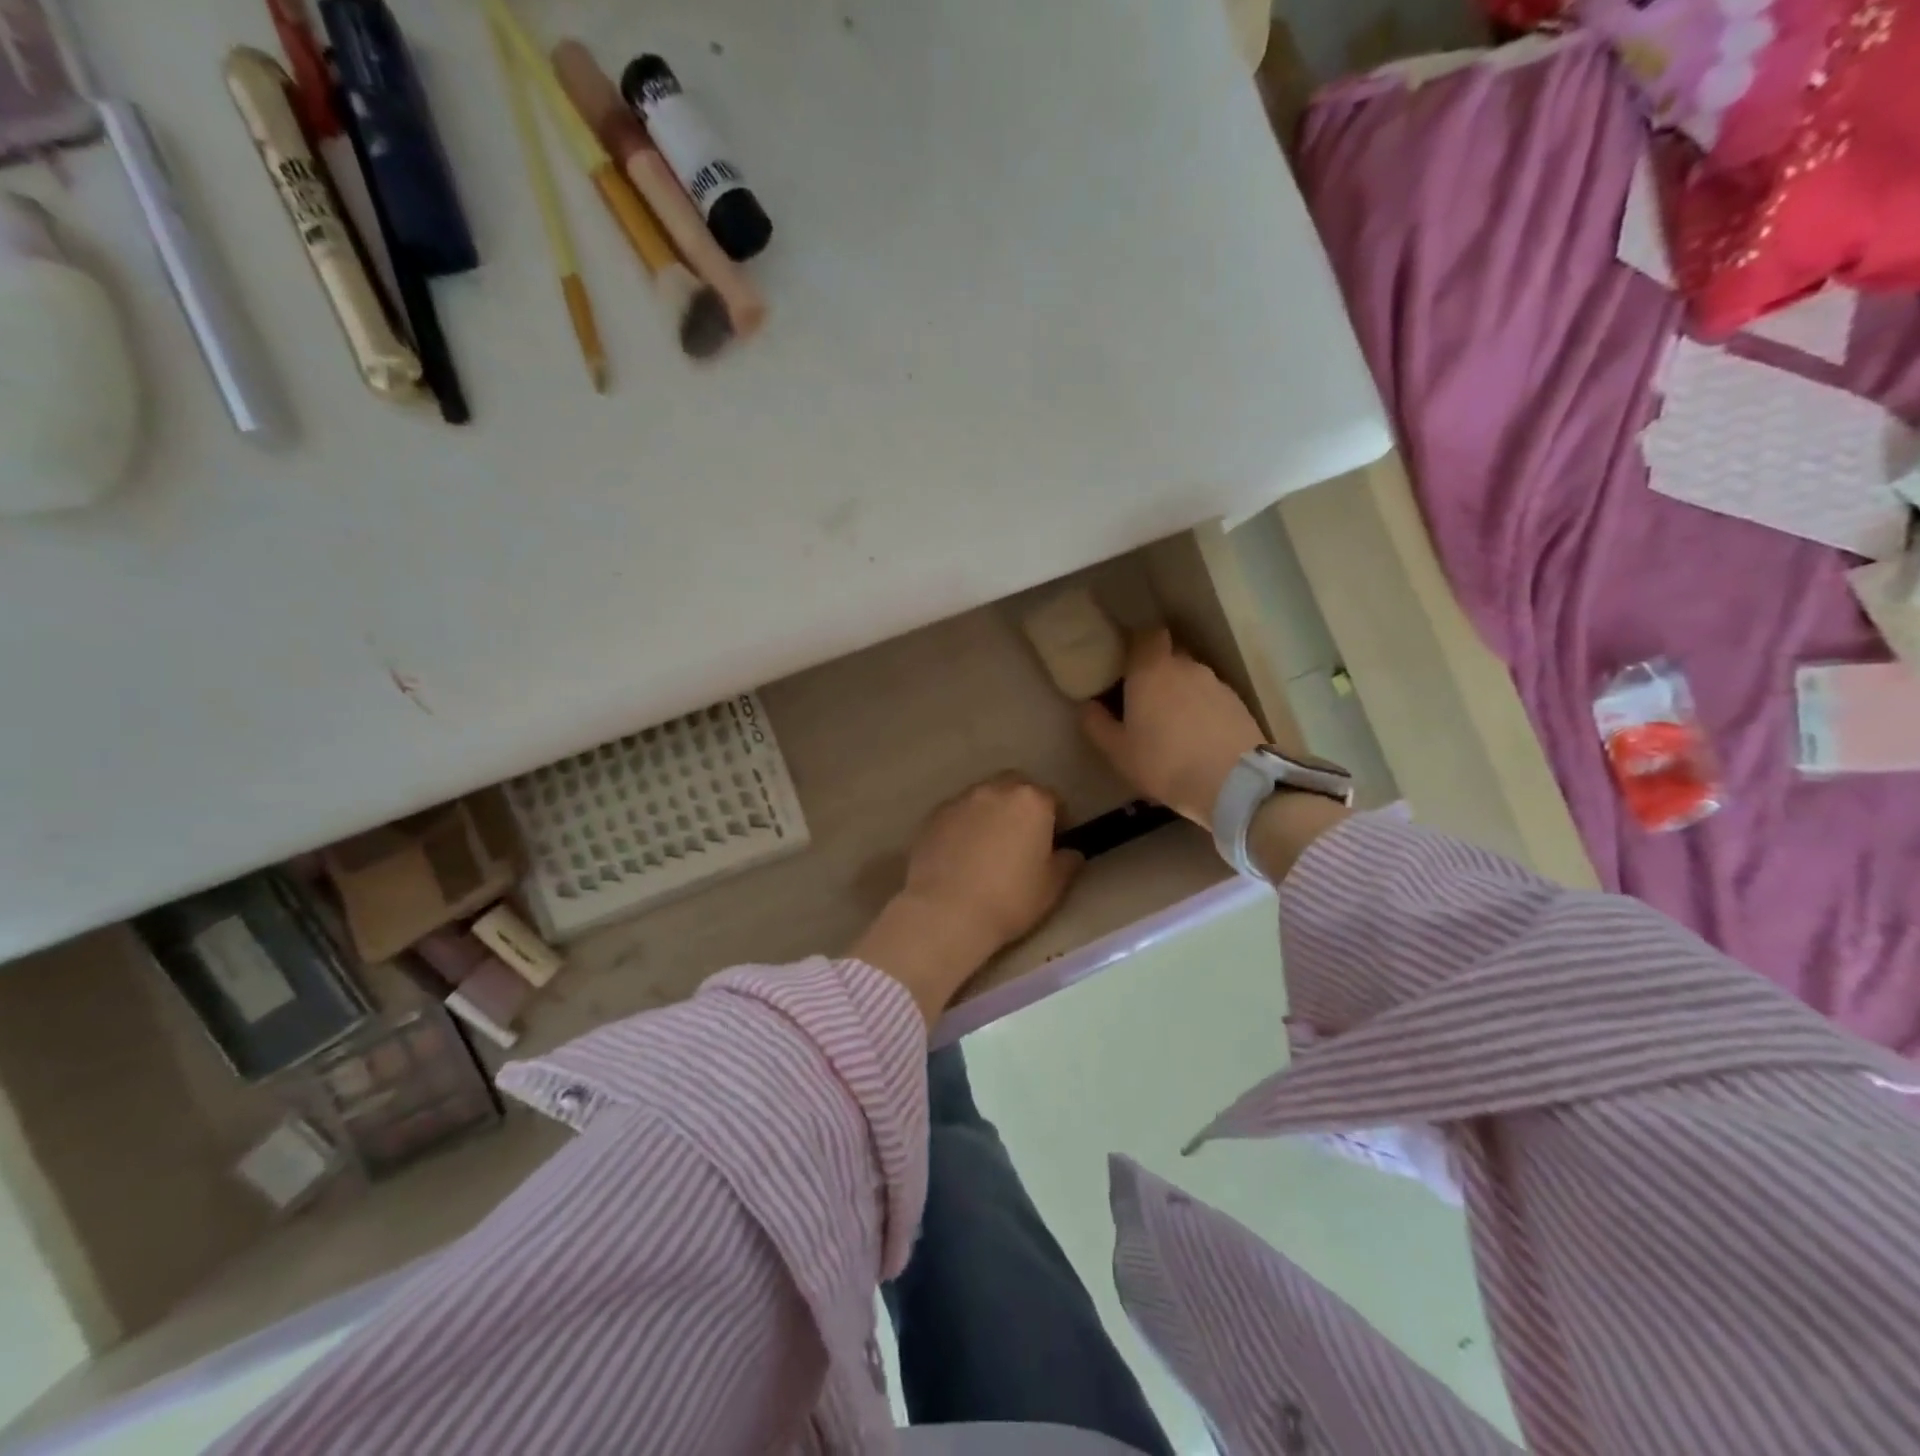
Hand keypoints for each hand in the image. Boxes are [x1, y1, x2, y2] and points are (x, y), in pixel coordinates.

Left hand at [852, 774, 1080, 1024]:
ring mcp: (960, 800)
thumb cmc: (1009, 899)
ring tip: (988, 847)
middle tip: (1022, 838)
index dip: (1058, 820)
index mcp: (1031, 801)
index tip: (1055, 843)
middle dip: (1022, 805)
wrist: (946, 912)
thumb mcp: (1052, 887)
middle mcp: (995, 790)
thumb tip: (1070, 852)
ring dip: (991, 813)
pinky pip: (957, 814)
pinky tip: (961, 854)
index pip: (1053, 799)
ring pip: (984, 797)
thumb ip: (1067, 862)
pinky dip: (964, 825)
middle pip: (1015, 787)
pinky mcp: (933, 816)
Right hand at [1080, 628, 1266, 825]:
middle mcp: (1185, 666)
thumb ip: (1097, 724)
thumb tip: (1087, 705)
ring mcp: (1216, 683)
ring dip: (1180, 692)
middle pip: (1169, 655)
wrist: (1233, 783)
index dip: (1135, 645)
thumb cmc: (1164, 763)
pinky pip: (1211, 697)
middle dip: (1156, 670)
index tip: (1124, 664)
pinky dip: (1202, 709)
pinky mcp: (1238, 703)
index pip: (1145, 636)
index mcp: (1151, 670)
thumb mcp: (1118, 751)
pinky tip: (1197, 736)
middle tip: (1143, 699)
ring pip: (1191, 677)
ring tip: (1172, 723)